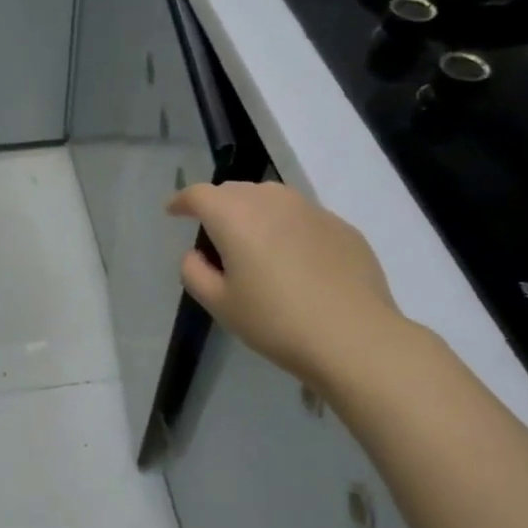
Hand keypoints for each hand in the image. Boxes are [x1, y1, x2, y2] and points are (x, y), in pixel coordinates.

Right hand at [167, 181, 411, 390]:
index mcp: (235, 217)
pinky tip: (294, 261)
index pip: (199, 194)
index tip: (174, 212)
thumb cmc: (275, 322)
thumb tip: (196, 254)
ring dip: (254, 212)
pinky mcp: (341, 227)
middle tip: (213, 234)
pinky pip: (303, 217)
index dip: (182, 201)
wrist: (354, 337)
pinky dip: (287, 228)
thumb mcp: (220, 305)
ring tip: (253, 242)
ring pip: (272, 198)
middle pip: (236, 190)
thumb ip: (195, 273)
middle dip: (218, 205)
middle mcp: (272, 201)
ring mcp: (312, 210)